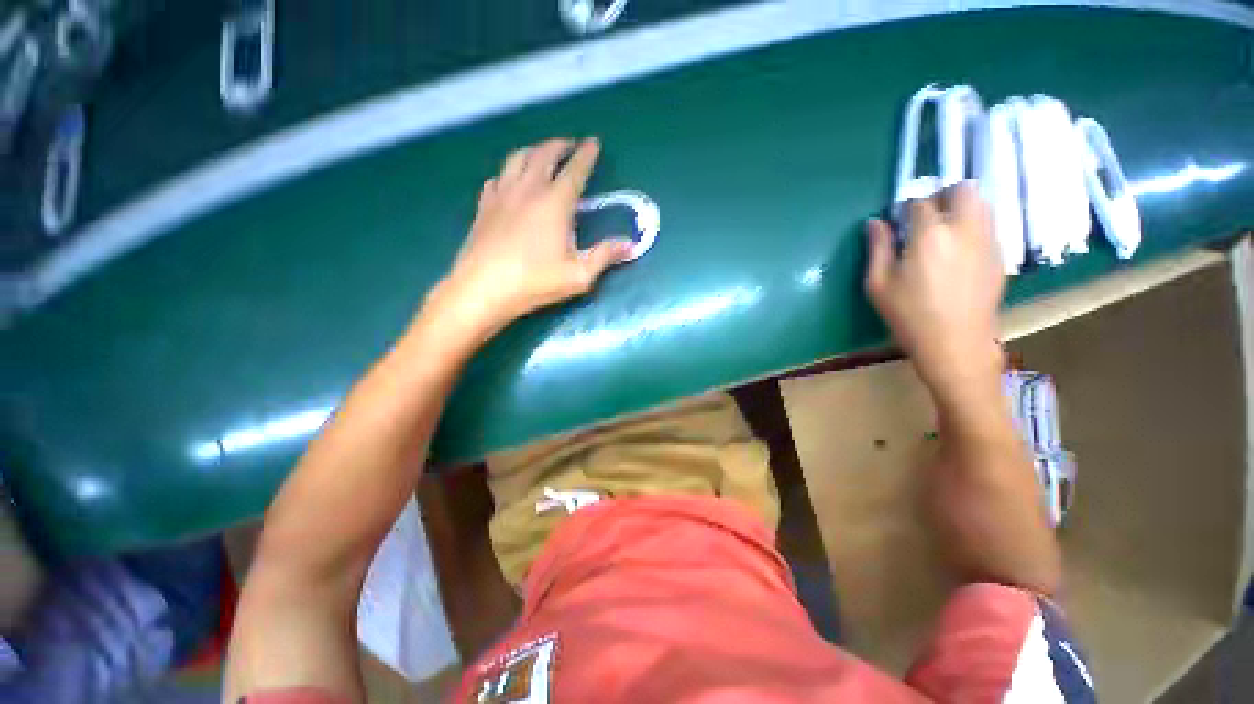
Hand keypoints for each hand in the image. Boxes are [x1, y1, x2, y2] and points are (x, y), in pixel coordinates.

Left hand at [425, 138, 633, 343]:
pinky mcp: (485, 205)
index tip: (593, 143)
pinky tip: (512, 181)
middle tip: (570, 145)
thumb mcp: (579, 275)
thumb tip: (632, 246)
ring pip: (518, 158)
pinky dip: (510, 172)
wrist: (483, 288)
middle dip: (560, 145)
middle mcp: (528, 189)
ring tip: (543, 154)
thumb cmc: (535, 282)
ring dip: (534, 150)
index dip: (587, 155)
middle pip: (544, 154)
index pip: (575, 170)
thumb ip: (605, 256)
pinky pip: (498, 177)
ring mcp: (503, 194)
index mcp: (555, 203)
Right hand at [865, 183, 1004, 398]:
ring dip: (961, 208)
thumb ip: (878, 248)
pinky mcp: (1000, 256)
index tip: (898, 221)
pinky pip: (988, 226)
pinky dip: (973, 227)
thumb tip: (875, 223)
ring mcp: (987, 240)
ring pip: (982, 204)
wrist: (955, 343)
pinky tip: (958, 253)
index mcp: (930, 235)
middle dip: (943, 196)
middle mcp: (964, 228)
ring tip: (944, 233)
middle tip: (927, 218)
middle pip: (963, 190)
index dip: (906, 208)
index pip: (920, 202)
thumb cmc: (908, 315)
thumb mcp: (878, 284)